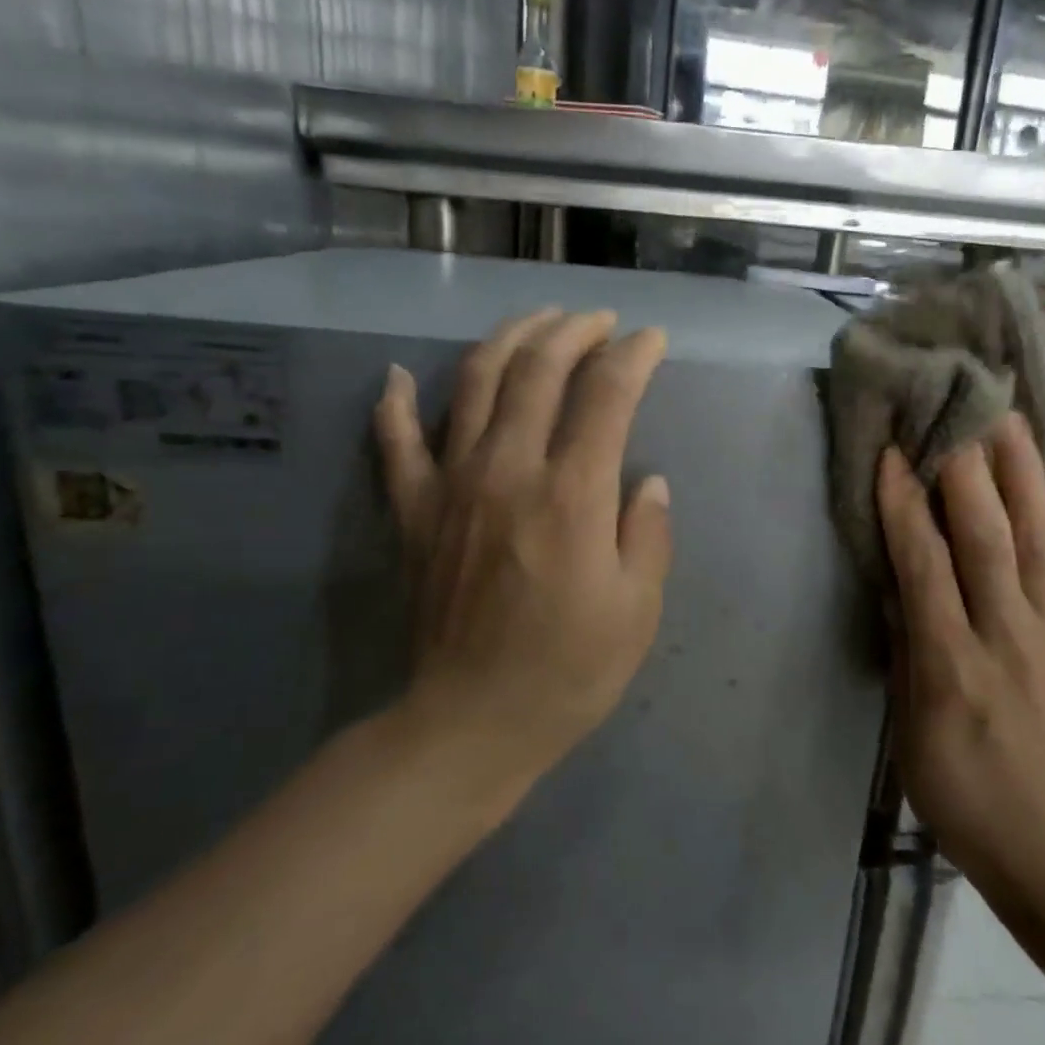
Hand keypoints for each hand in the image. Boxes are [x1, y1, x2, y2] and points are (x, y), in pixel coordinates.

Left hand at [373, 308, 672, 790]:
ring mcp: (451, 485)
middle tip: (600, 321)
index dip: (634, 357)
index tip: (652, 341)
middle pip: (538, 371)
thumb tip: (647, 481)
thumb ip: (647, 534)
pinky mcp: (413, 511)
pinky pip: (394, 442)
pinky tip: (396, 374)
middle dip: (574, 332)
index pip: (606, 395)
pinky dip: (393, 402)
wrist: (470, 723)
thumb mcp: (637, 610)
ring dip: (508, 339)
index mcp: (572, 495)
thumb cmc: (568, 671)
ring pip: (473, 383)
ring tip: (536, 321)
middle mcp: (508, 471)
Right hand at [876, 413, 1044, 893]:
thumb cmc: (959, 790)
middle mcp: (1008, 640)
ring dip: (1023, 475)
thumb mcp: (909, 728)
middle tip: (955, 412)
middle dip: (968, 470)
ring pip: (1040, 542)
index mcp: (953, 668)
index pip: (925, 568)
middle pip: (989, 541)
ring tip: (1011, 420)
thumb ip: (906, 645)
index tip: (892, 454)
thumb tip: (898, 575)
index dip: (904, 506)